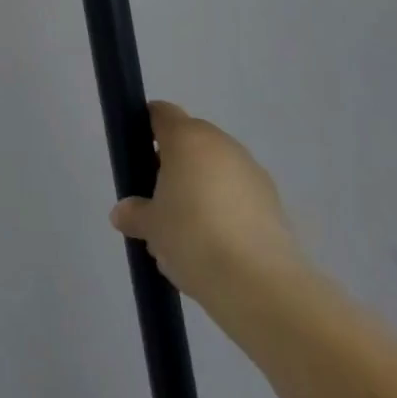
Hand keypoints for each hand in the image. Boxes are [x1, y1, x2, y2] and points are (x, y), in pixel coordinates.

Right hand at [109, 101, 305, 304]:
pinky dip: (226, 208)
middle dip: (173, 165)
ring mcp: (251, 170)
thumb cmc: (192, 237)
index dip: (146, 127)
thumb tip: (122, 213)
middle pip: (190, 141)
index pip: (161, 113)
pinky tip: (218, 245)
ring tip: (189, 232)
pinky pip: (239, 194)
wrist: (259, 284)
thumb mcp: (151, 227)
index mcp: (186, 137)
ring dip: (201, 188)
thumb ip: (134, 213)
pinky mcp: (273, 201)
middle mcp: (220, 143)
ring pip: (216, 168)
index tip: (137, 154)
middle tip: (159, 200)